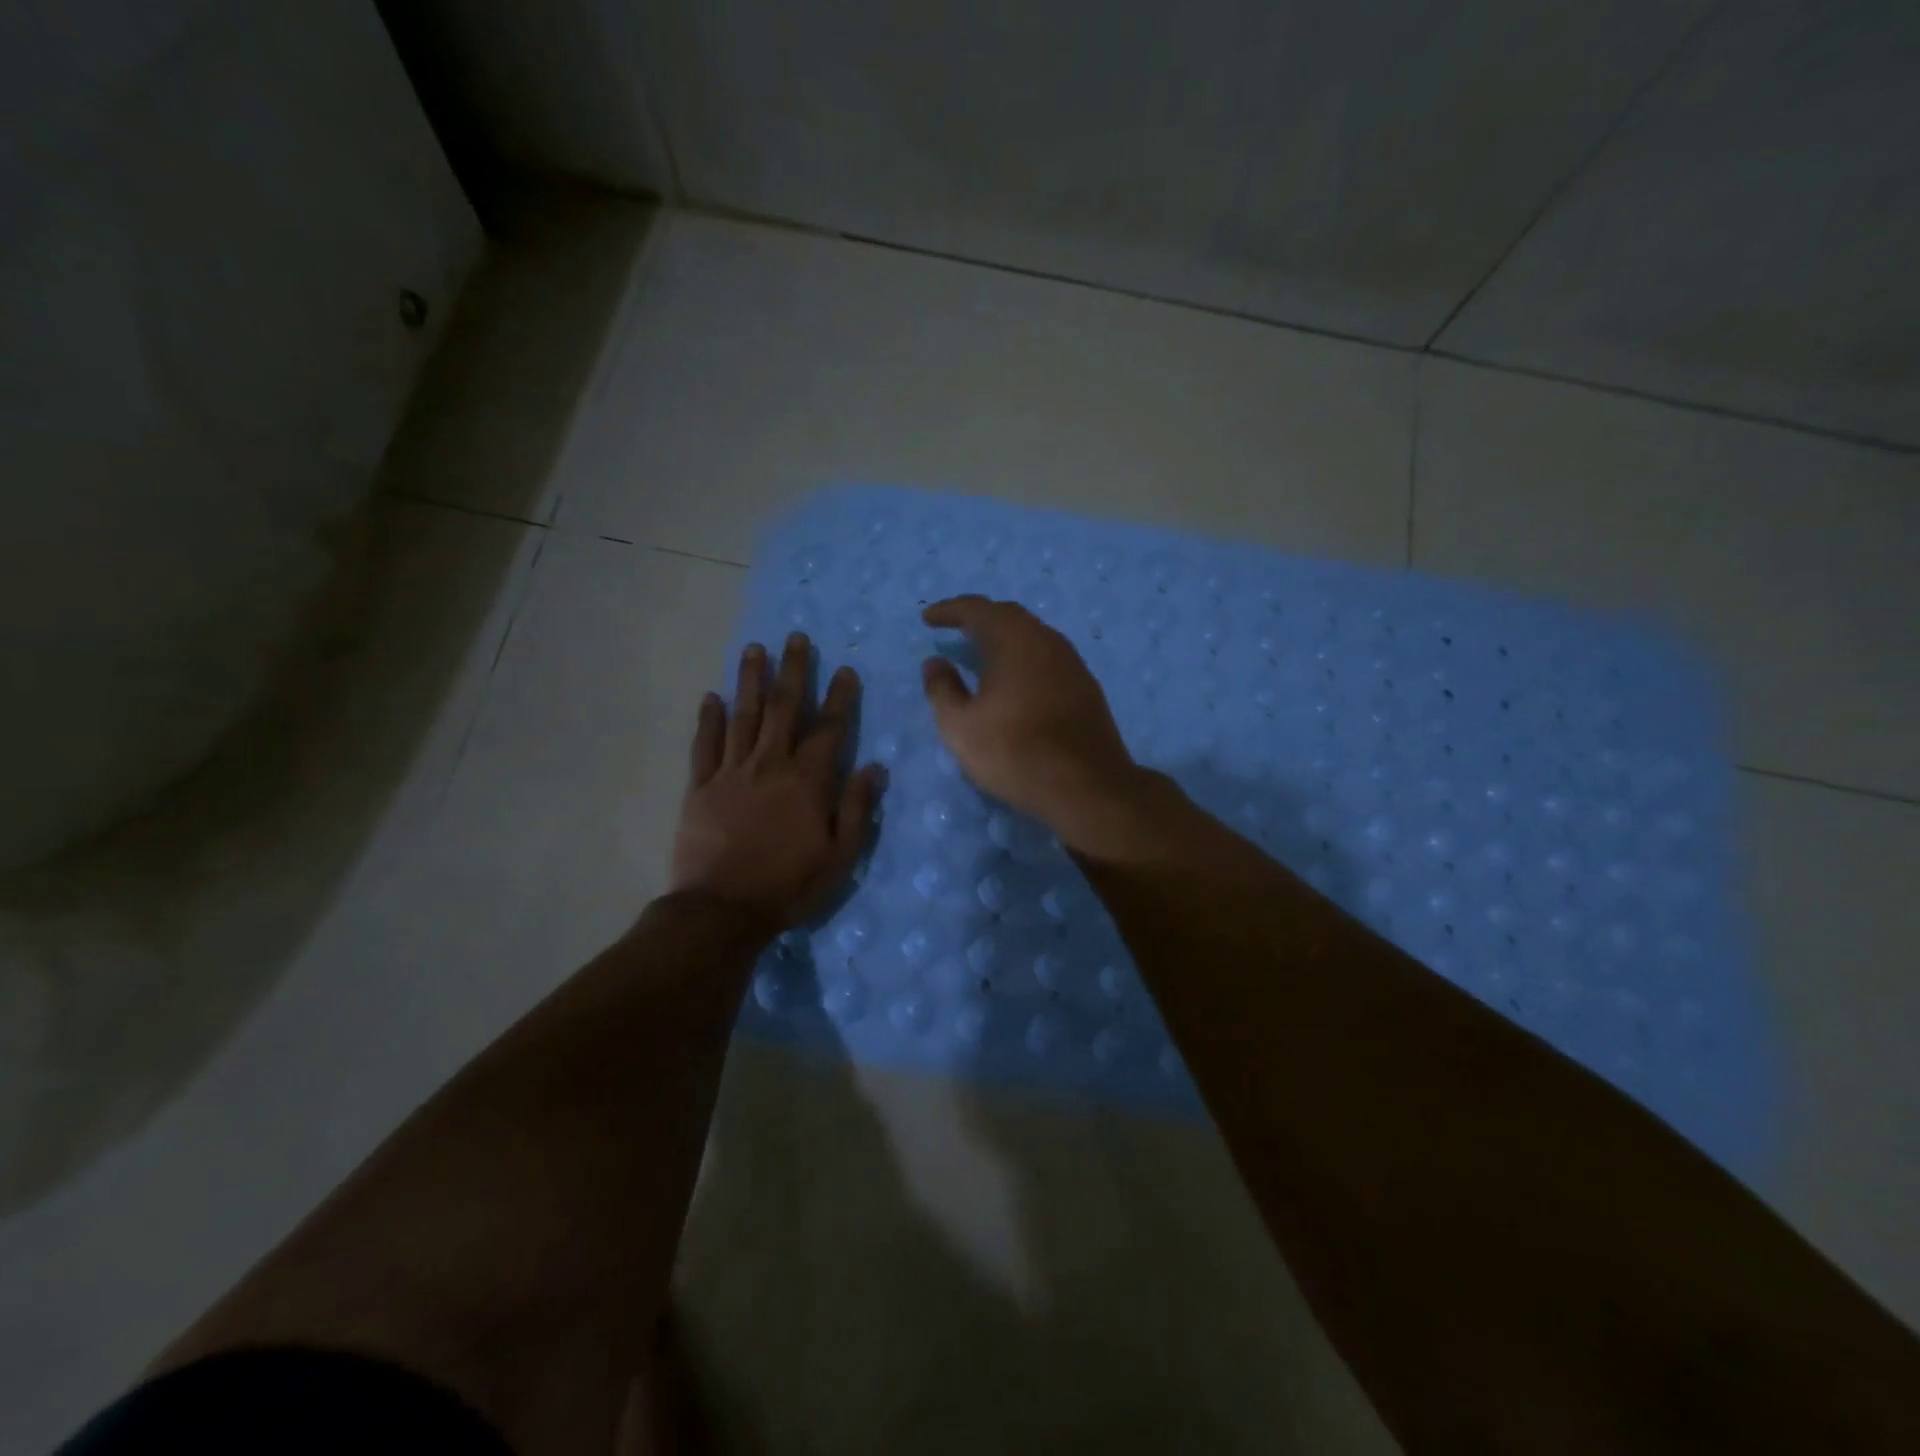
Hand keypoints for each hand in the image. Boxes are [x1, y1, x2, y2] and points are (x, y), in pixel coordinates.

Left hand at [671, 633, 884, 930]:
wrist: (721, 910)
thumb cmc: (788, 886)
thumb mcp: (839, 856)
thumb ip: (856, 808)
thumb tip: (875, 767)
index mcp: (807, 781)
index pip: (828, 728)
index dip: (839, 697)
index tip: (845, 669)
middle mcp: (770, 765)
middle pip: (783, 708)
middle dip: (792, 670)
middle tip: (795, 637)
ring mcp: (731, 772)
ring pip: (743, 716)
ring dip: (750, 680)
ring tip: (755, 648)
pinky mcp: (700, 787)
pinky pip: (704, 745)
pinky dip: (708, 719)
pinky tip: (711, 695)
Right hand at [920, 596, 1142, 841]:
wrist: (1087, 786)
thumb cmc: (1014, 752)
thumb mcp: (960, 726)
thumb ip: (942, 689)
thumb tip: (935, 663)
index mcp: (1014, 639)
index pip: (976, 609)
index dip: (949, 610)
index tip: (927, 618)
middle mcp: (1046, 639)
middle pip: (1008, 616)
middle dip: (978, 618)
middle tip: (954, 628)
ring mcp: (1072, 662)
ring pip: (1031, 636)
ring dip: (1004, 638)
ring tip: (981, 653)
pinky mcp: (1086, 686)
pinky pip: (1047, 658)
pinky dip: (1024, 658)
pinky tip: (1015, 680)